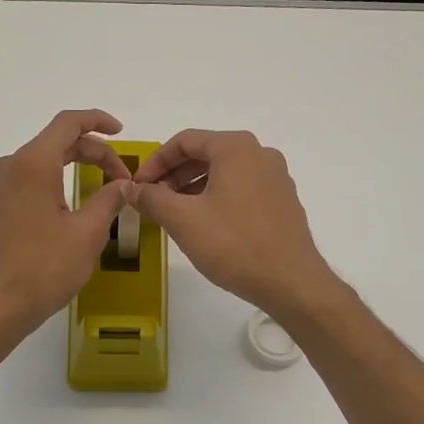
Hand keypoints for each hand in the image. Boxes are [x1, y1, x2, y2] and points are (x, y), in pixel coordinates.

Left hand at [0, 110, 132, 340]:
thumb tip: (123, 184)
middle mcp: (9, 167)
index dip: (97, 121)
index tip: (121, 132)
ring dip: (74, 167)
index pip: (67, 124)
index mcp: (31, 164)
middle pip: (56, 142)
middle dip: (93, 152)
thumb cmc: (43, 268)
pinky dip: (55, 182)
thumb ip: (109, 199)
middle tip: (121, 178)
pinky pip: (28, 180)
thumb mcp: (88, 233)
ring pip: (41, 162)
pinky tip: (71, 204)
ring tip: (102, 188)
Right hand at [128, 129, 338, 317]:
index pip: (184, 141)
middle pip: (206, 154)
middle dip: (174, 175)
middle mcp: (260, 154)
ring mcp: (276, 178)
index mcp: (235, 148)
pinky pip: (242, 189)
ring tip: (174, 214)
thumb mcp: (183, 219)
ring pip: (224, 173)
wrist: (291, 282)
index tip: (137, 187)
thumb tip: (132, 189)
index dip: (154, 162)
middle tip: (152, 200)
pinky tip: (205, 225)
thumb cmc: (234, 244)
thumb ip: (152, 198)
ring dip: (194, 188)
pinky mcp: (283, 202)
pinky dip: (217, 198)